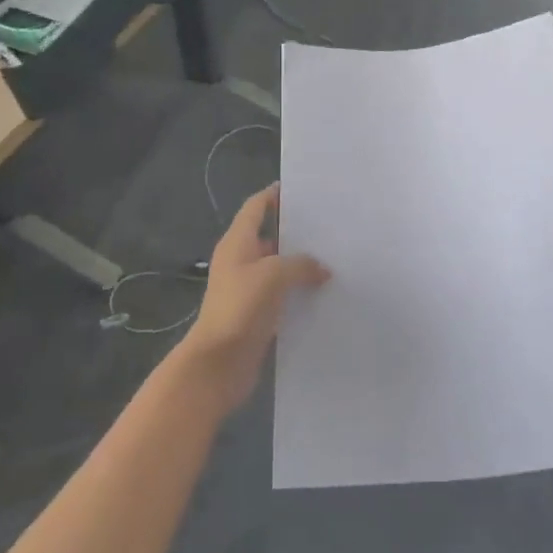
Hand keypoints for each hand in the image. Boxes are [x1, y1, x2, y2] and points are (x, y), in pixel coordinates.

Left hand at [178, 183, 329, 413]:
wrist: (217, 364)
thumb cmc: (239, 308)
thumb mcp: (273, 275)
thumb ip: (301, 264)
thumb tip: (322, 269)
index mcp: (237, 243)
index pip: (256, 207)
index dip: (274, 195)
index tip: (301, 188)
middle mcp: (241, 261)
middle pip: (269, 235)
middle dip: (296, 230)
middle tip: (329, 223)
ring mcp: (248, 289)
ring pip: (279, 267)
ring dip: (301, 263)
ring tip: (335, 255)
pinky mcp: (258, 314)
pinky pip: (283, 294)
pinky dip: (300, 290)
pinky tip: (325, 291)